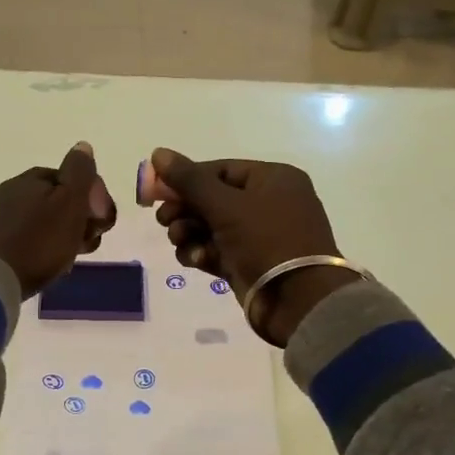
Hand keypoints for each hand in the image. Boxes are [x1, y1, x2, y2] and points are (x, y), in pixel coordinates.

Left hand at [0, 143, 116, 297]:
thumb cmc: (38, 242)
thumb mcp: (69, 203)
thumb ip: (79, 172)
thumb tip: (82, 146)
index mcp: (32, 178)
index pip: (73, 179)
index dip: (94, 200)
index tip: (100, 224)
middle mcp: (12, 191)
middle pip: (58, 202)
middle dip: (79, 220)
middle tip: (86, 245)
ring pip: (43, 222)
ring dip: (62, 237)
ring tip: (67, 259)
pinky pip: (25, 239)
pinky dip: (41, 248)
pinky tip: (44, 265)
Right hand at [150, 148, 355, 345]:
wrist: (298, 301)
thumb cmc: (266, 241)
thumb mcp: (225, 205)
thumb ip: (188, 180)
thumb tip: (158, 153)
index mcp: (273, 179)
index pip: (219, 170)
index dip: (185, 179)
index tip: (156, 192)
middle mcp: (269, 203)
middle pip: (212, 198)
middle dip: (184, 210)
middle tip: (164, 221)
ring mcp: (260, 235)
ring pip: (210, 226)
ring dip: (189, 233)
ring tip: (181, 242)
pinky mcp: (249, 262)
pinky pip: (217, 250)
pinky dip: (202, 253)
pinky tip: (196, 261)